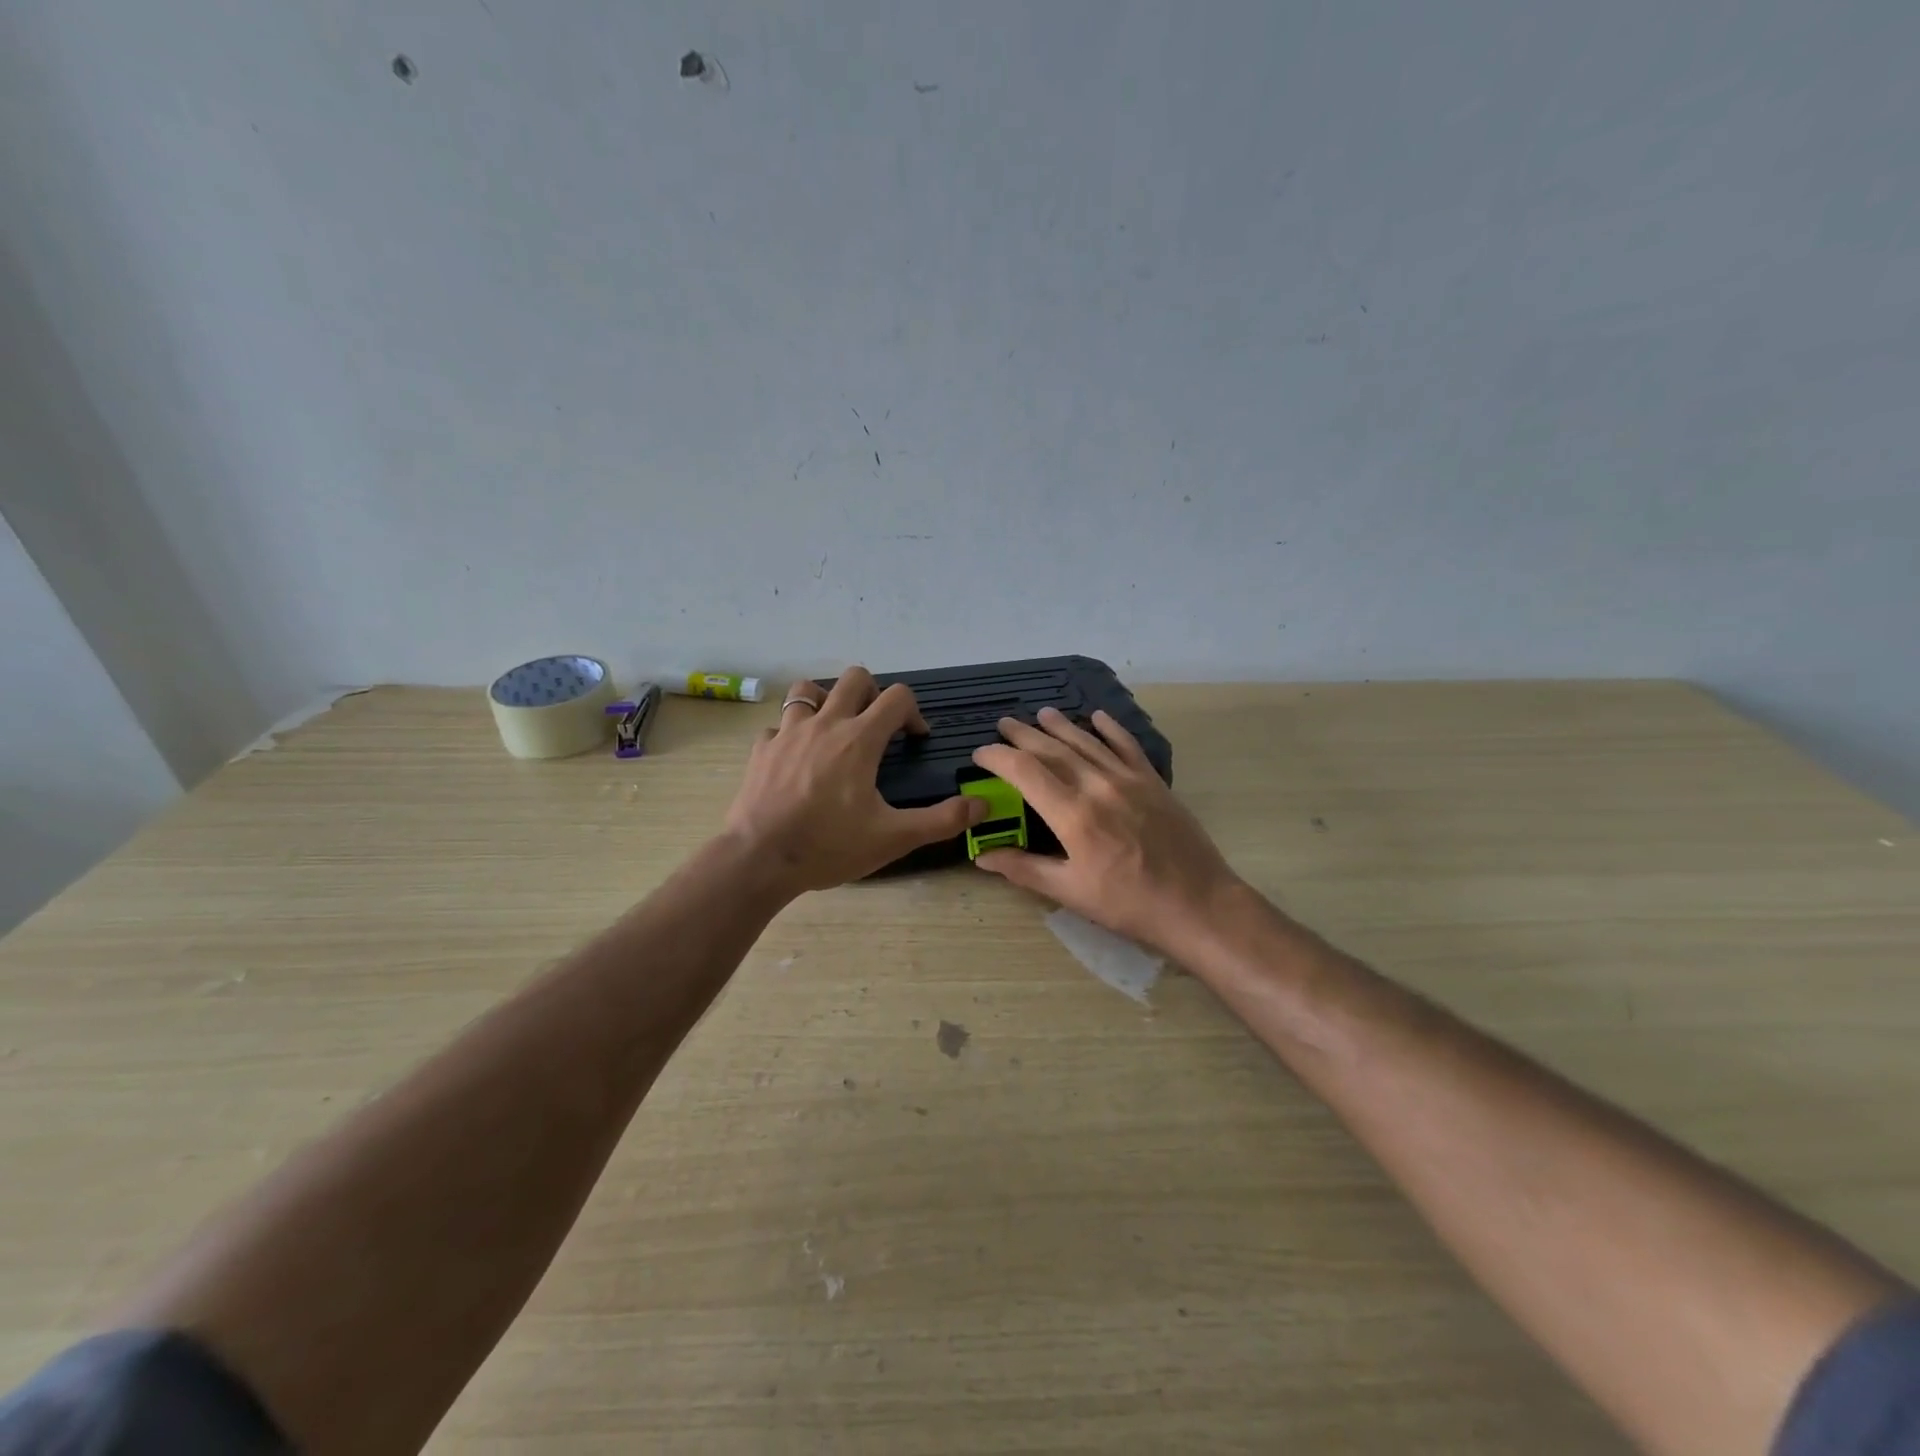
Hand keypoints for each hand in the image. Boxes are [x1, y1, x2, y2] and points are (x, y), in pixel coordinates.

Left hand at [722, 667, 985, 894]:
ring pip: (807, 690)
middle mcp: (825, 723)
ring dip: (826, 699)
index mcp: (859, 739)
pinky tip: (796, 758)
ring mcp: (787, 733)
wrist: (758, 860)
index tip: (915, 739)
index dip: (914, 712)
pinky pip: (778, 726)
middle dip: (873, 694)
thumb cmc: (829, 846)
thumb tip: (982, 806)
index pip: (897, 697)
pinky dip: (791, 733)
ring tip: (834, 728)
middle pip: (854, 678)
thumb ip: (941, 820)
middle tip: (877, 728)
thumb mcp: (893, 838)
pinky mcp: (761, 750)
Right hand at [970, 707, 1241, 954]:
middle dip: (1023, 735)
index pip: (1025, 771)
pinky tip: (1097, 717)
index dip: (998, 757)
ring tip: (1040, 714)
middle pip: (1053, 749)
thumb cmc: (1128, 904)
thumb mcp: (1070, 892)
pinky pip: (1127, 745)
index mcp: (1073, 815)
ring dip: (1060, 726)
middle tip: (1003, 725)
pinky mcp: (1153, 782)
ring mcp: (1129, 779)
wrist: (1198, 904)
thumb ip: (1024, 869)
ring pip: (1087, 742)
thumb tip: (982, 857)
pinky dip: (1110, 728)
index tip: (980, 754)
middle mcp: (1098, 786)